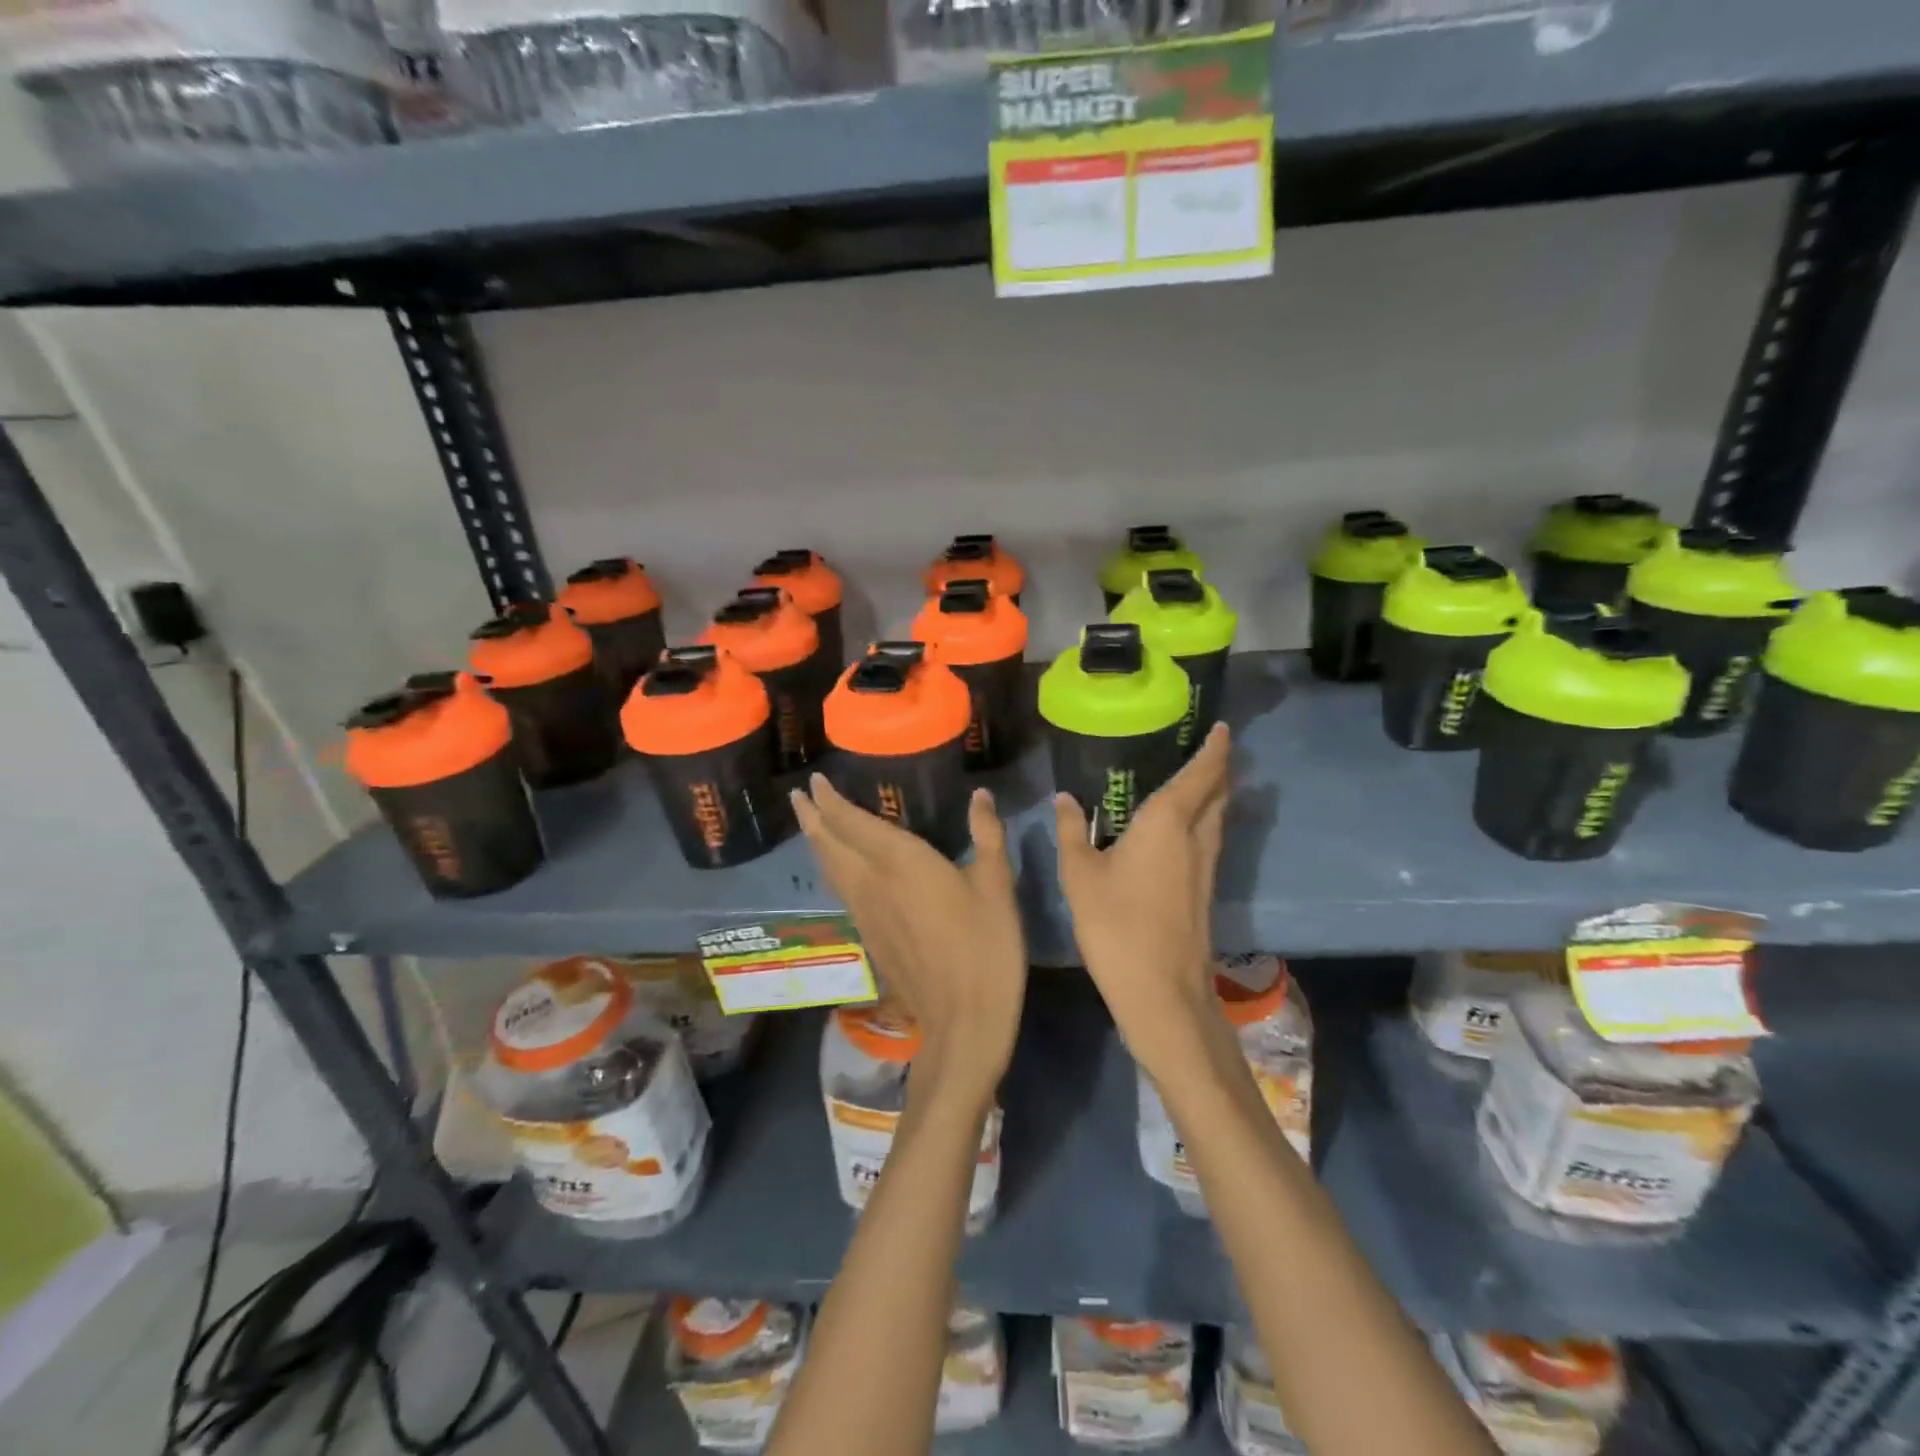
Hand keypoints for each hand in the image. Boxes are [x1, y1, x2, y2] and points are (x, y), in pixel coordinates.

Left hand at [792, 776, 1026, 1099]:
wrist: (963, 1021)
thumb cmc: (985, 947)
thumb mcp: (997, 886)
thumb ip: (986, 835)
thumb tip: (980, 795)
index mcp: (900, 862)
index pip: (851, 823)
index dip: (829, 800)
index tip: (813, 781)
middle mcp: (872, 884)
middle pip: (829, 845)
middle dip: (811, 818)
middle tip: (797, 796)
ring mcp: (866, 915)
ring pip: (830, 871)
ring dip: (817, 843)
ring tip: (810, 825)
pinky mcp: (870, 939)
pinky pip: (841, 892)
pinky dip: (832, 871)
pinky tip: (840, 872)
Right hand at [1054, 723, 1231, 1076]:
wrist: (1161, 991)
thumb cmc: (1116, 924)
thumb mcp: (1079, 875)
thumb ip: (1072, 832)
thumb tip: (1065, 799)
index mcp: (1168, 823)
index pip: (1200, 775)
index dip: (1214, 750)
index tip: (1222, 728)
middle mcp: (1196, 838)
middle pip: (1218, 795)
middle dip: (1218, 769)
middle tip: (1207, 749)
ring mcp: (1206, 868)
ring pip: (1218, 819)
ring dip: (1215, 796)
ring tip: (1197, 781)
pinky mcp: (1205, 892)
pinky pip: (1210, 841)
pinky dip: (1205, 821)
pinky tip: (1182, 831)